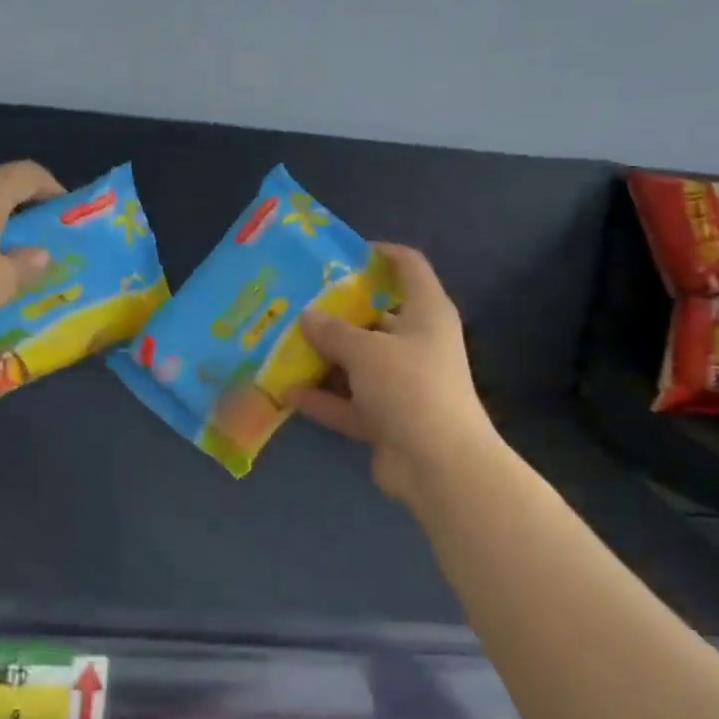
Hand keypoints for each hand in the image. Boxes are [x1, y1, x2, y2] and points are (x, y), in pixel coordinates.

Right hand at [291, 244, 499, 503]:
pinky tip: (285, 392)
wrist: (438, 465)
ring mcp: (401, 384)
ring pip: (357, 363)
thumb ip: (333, 331)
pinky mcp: (386, 419)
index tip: (341, 253)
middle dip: (335, 312)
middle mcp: (416, 344)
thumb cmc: (410, 388)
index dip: (380, 254)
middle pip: (374, 317)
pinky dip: (322, 399)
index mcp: (425, 313)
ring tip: (280, 344)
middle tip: (294, 303)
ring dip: (323, 358)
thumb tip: (306, 317)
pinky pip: (349, 403)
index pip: (408, 267)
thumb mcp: (366, 351)